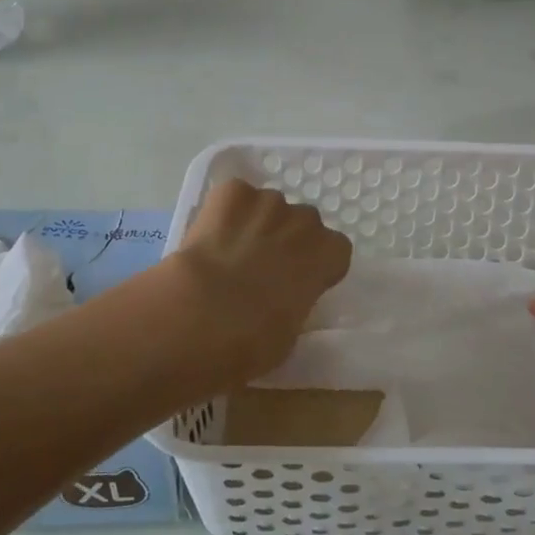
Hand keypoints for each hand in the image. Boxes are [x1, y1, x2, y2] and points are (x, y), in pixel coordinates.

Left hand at [169, 179, 351, 387]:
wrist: (198, 317)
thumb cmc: (252, 342)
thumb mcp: (290, 334)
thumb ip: (297, 303)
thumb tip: (284, 298)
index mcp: (327, 254)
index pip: (335, 249)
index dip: (315, 264)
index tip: (298, 282)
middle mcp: (304, 221)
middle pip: (303, 223)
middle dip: (287, 240)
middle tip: (261, 269)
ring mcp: (268, 201)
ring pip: (268, 206)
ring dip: (256, 223)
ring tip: (230, 252)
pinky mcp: (231, 192)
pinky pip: (234, 195)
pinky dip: (224, 211)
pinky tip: (210, 235)